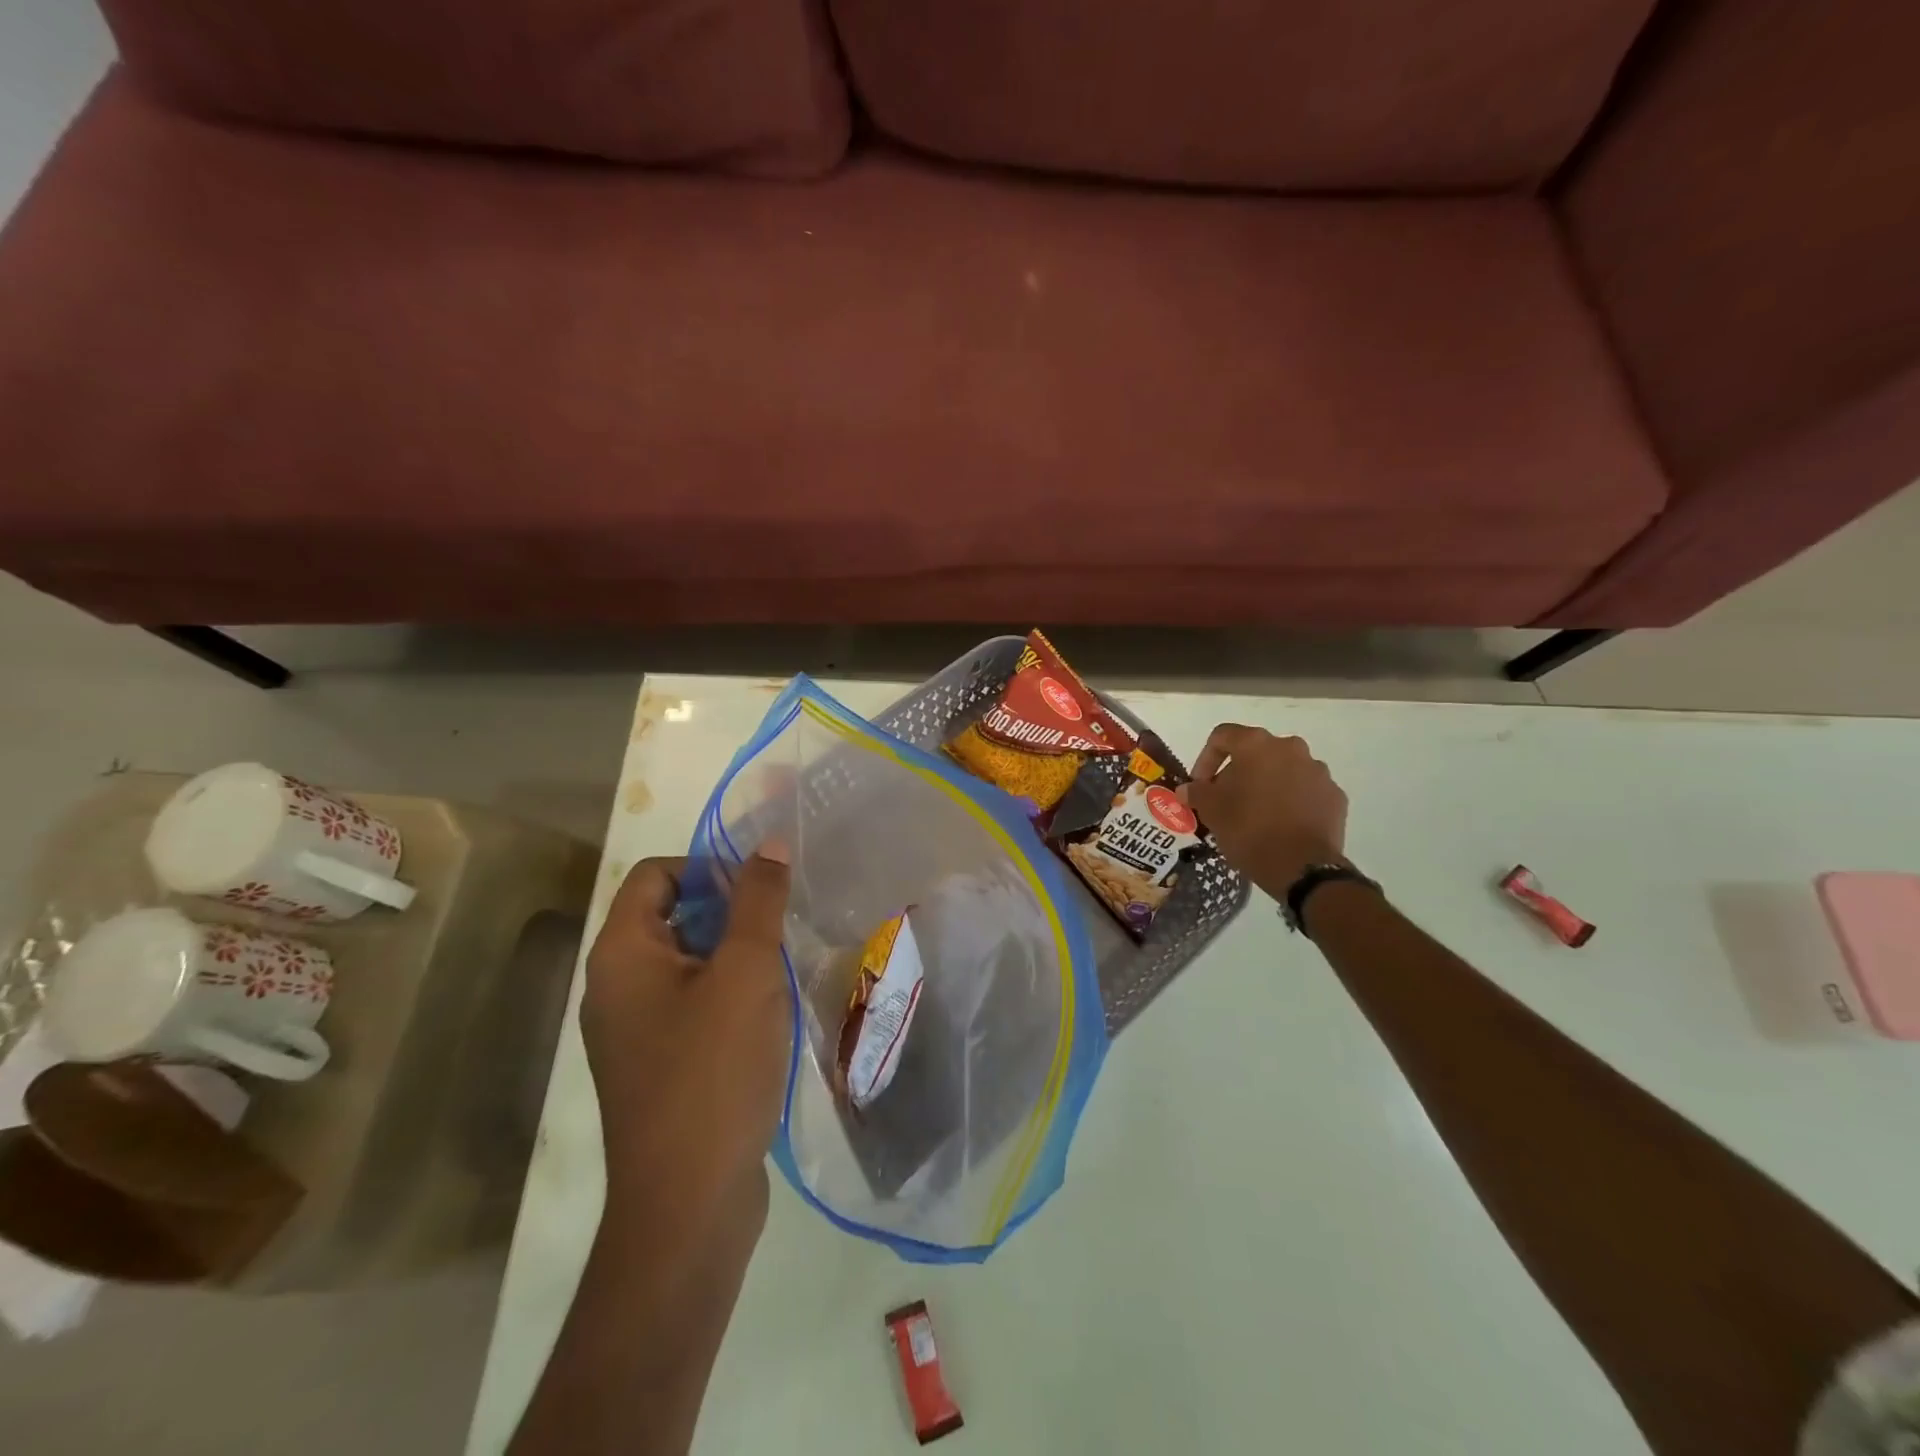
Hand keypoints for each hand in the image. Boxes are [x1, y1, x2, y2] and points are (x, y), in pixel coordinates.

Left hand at [579, 848, 792, 1230]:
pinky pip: (689, 1004)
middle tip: (777, 930)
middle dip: (727, 911)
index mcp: (622, 954)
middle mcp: (615, 986)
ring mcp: (632, 1031)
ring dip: (732, 954)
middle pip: (670, 915)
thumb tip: (767, 845)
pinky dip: (726, 994)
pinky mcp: (655, 1065)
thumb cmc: (713, 1071)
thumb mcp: (746, 973)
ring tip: (779, 969)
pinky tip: (766, 1015)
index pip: (655, 875)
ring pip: (685, 961)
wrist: (688, 1202)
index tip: (758, 892)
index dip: (707, 868)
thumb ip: (758, 902)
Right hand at [1186, 725, 1348, 899]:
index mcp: (1256, 745)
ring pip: (1283, 770)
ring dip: (1267, 785)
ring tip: (1256, 814)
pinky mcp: (1335, 795)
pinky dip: (1292, 801)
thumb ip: (1197, 792)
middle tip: (1227, 799)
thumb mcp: (1211, 811)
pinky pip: (1306, 790)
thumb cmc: (1249, 829)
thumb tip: (1189, 789)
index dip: (1205, 759)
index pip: (1222, 736)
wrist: (1302, 868)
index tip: (1201, 785)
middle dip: (1238, 772)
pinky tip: (1282, 825)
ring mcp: (1318, 771)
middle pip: (1256, 752)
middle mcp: (1291, 748)